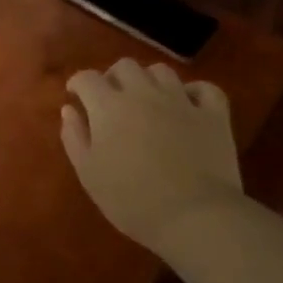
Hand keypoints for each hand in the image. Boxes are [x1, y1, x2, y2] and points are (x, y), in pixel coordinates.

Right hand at [61, 59, 242, 252]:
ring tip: (148, 101)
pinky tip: (188, 105)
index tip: (76, 96)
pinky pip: (205, 89)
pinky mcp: (213, 115)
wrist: (194, 216)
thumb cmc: (131, 199)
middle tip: (112, 99)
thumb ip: (74, 137)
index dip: (78, 84)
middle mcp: (143, 93)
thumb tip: (69, 109)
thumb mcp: (89, 173)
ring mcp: (181, 101)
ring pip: (161, 71)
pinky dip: (194, 92)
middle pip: (125, 66)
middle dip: (114, 77)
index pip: (87, 77)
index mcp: (108, 106)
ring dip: (150, 80)